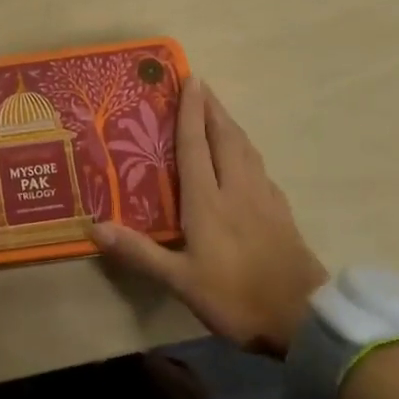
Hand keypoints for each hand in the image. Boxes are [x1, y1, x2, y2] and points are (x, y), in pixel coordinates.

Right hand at [90, 76, 326, 356]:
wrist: (304, 319)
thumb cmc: (237, 296)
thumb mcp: (181, 281)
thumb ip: (140, 252)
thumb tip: (94, 227)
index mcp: (209, 199)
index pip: (197, 144)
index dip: (192, 110)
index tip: (191, 79)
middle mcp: (237, 188)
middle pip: (225, 136)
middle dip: (212, 108)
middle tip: (200, 85)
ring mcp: (263, 197)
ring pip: (245, 148)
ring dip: (230, 124)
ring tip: (217, 112)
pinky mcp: (281, 211)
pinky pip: (258, 165)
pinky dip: (245, 148)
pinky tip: (243, 157)